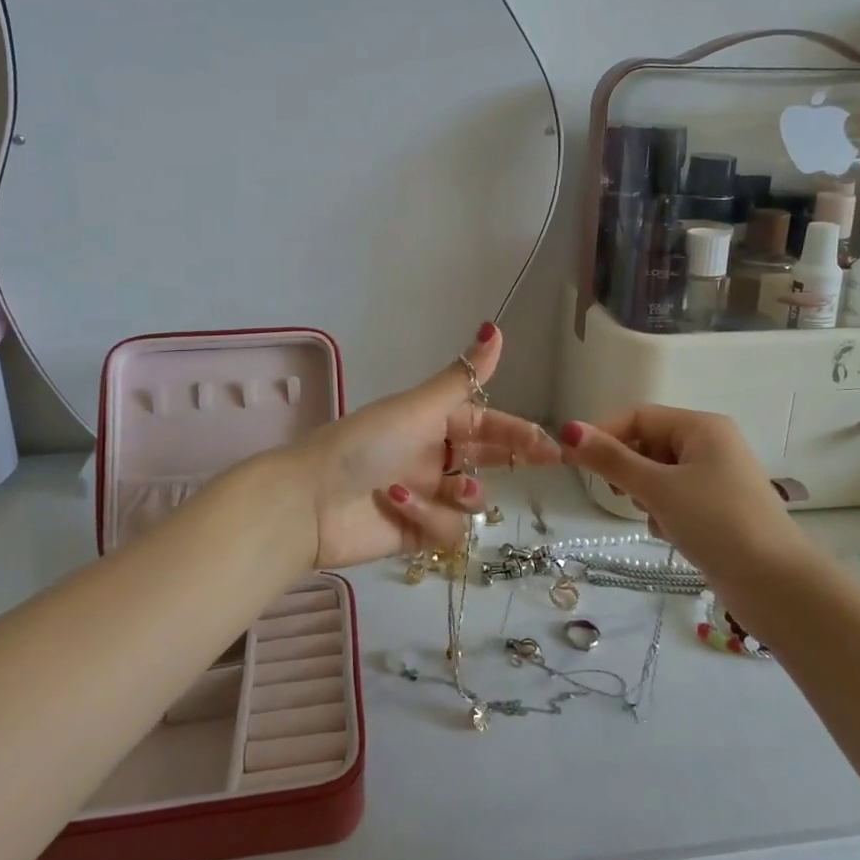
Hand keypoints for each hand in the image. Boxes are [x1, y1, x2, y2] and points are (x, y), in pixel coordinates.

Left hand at [288, 324, 560, 570]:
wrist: (308, 500)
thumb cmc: (364, 444)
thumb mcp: (417, 407)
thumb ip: (463, 377)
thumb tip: (495, 326)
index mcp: (433, 422)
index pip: (487, 423)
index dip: (518, 432)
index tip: (551, 444)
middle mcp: (433, 456)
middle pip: (486, 459)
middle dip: (511, 459)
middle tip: (545, 462)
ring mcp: (425, 495)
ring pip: (471, 500)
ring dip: (464, 494)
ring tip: (453, 489)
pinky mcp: (414, 533)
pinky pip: (445, 529)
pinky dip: (427, 517)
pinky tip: (400, 505)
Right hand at [556, 406, 797, 574]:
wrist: (776, 586)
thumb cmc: (717, 523)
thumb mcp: (657, 488)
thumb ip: (611, 459)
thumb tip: (568, 430)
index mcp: (701, 427)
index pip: (638, 417)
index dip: (604, 435)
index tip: (575, 462)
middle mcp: (711, 445)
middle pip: (648, 445)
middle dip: (630, 471)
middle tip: (624, 496)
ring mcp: (716, 479)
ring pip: (658, 475)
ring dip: (647, 497)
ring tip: (658, 520)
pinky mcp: (718, 509)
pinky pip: (675, 499)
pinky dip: (665, 514)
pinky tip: (673, 535)